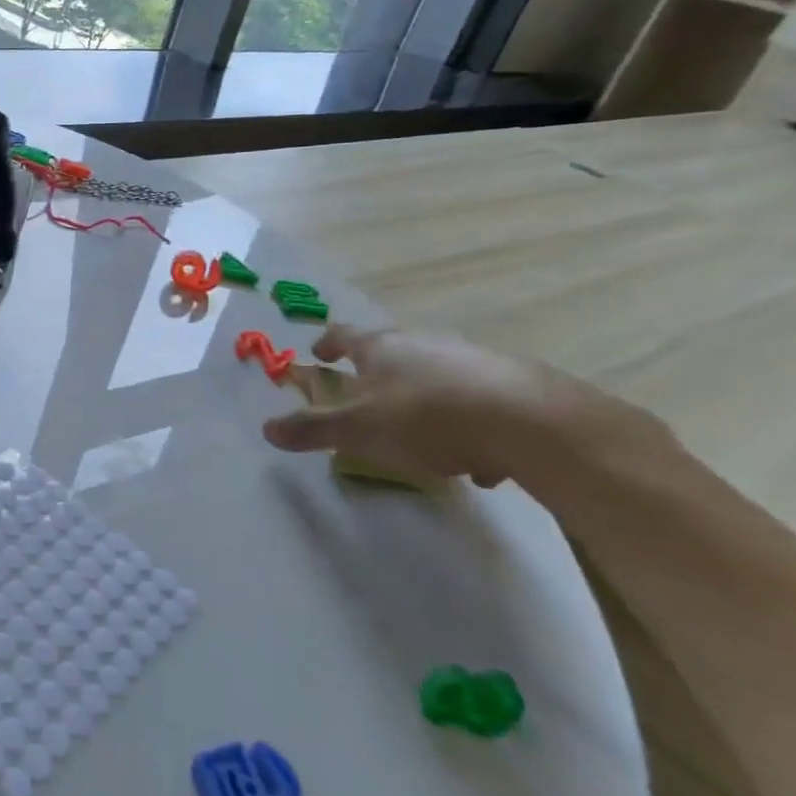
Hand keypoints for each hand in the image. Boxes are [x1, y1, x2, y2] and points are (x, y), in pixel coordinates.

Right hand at [262, 324, 606, 487]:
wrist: (529, 422)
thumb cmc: (424, 417)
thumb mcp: (356, 429)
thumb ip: (311, 429)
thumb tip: (266, 429)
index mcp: (380, 347)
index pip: (343, 336)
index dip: (327, 344)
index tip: (318, 354)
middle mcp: (423, 342)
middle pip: (392, 352)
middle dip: (377, 376)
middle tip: (368, 402)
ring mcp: (470, 357)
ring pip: (436, 376)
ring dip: (423, 400)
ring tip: (423, 440)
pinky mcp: (512, 381)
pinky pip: (476, 400)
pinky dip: (467, 422)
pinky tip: (476, 459)